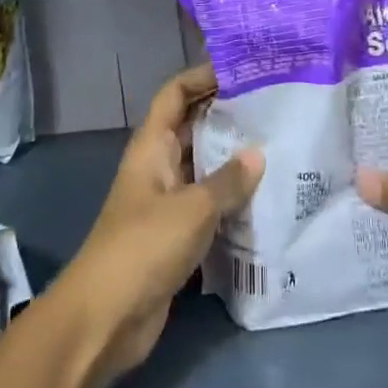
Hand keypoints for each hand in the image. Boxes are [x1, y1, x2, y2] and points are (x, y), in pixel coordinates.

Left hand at [56, 65, 263, 381]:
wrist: (106, 318)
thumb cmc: (144, 247)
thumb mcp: (192, 208)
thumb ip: (228, 180)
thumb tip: (258, 154)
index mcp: (152, 146)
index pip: (174, 94)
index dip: (202, 76)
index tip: (243, 69)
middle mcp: (158, 166)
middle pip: (193, 127)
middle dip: (228, 116)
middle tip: (275, 107)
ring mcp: (166, 201)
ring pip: (204, 167)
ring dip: (234, 159)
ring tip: (280, 146)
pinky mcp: (176, 234)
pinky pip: (208, 204)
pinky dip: (232, 199)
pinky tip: (267, 198)